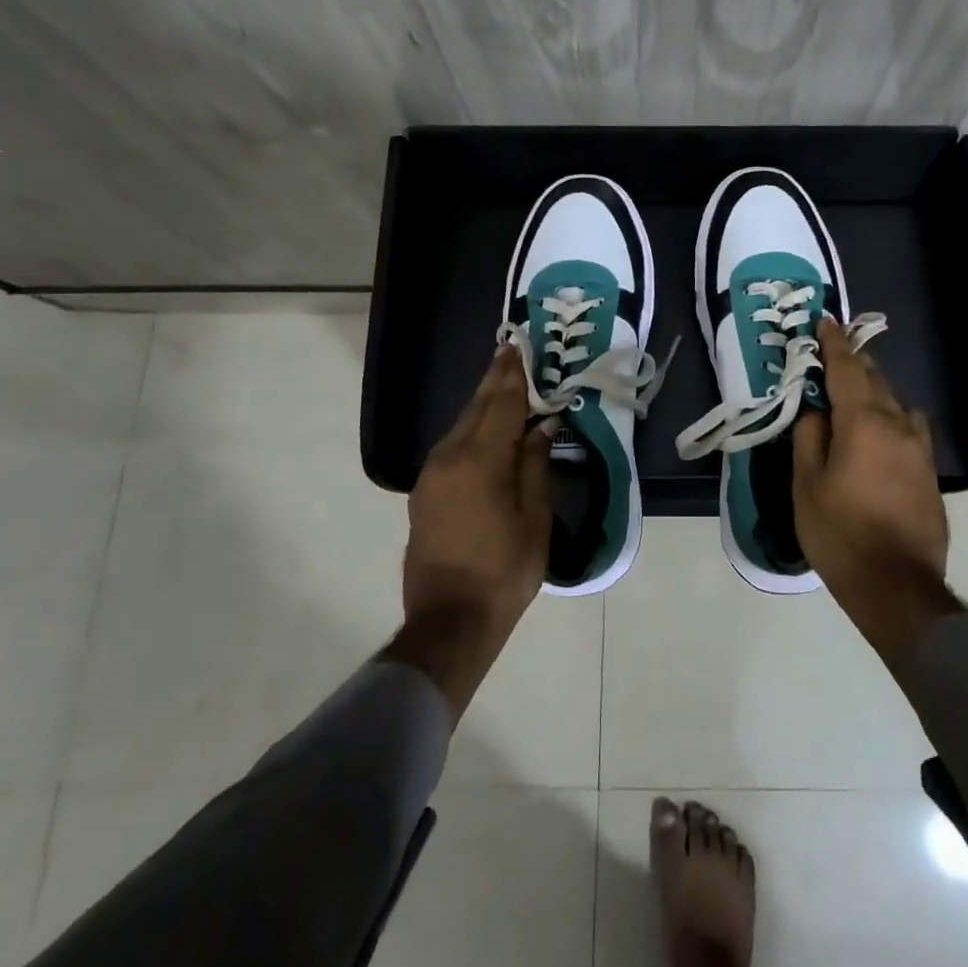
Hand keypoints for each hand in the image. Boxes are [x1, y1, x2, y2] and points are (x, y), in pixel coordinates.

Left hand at [391, 347, 553, 714]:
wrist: (450, 621)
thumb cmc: (504, 571)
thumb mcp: (534, 517)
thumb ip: (534, 464)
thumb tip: (542, 426)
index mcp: (480, 461)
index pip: (501, 404)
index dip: (512, 374)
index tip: (518, 345)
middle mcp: (449, 458)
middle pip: (476, 408)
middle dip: (495, 380)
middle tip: (511, 352)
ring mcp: (432, 475)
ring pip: (461, 426)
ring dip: (483, 404)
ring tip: (504, 385)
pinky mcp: (425, 493)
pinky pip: (452, 446)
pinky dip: (472, 429)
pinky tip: (486, 429)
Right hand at [793, 318, 964, 667]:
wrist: (897, 587)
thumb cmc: (840, 534)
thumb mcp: (806, 485)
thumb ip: (809, 438)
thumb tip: (816, 411)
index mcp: (864, 423)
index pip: (848, 369)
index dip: (835, 344)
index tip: (826, 322)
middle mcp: (899, 426)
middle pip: (875, 380)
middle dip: (853, 364)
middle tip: (832, 355)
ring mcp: (920, 449)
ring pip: (895, 403)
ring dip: (873, 391)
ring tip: (852, 395)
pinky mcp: (929, 471)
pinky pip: (908, 427)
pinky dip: (889, 416)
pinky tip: (877, 431)